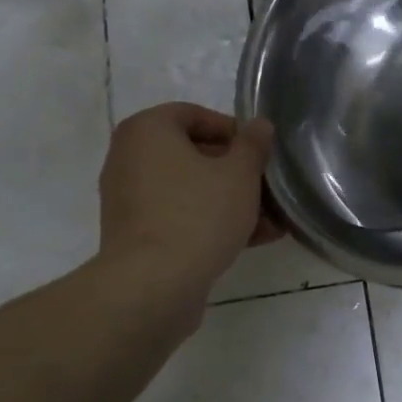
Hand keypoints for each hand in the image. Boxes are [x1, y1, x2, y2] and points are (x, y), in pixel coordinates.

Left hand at [97, 103, 281, 291]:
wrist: (152, 286)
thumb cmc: (198, 214)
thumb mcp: (240, 173)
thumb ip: (253, 144)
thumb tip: (259, 125)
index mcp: (147, 130)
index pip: (195, 115)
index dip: (233, 131)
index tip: (260, 153)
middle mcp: (130, 158)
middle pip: (194, 155)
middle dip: (238, 173)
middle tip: (270, 189)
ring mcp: (129, 199)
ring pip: (191, 190)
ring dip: (231, 202)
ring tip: (271, 223)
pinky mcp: (136, 234)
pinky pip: (179, 216)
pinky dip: (210, 222)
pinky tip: (252, 240)